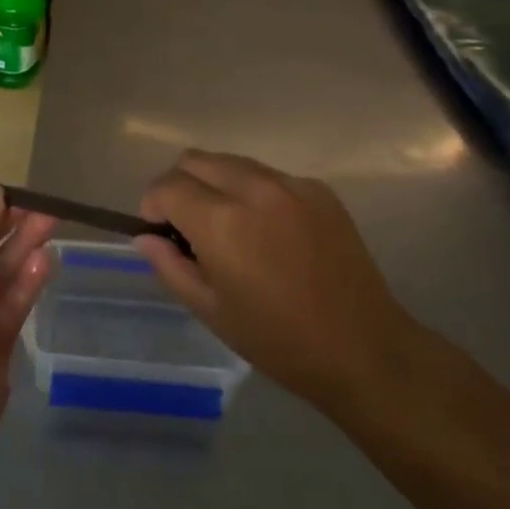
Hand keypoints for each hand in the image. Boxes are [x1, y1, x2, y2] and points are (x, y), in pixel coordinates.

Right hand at [135, 151, 415, 415]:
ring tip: (229, 225)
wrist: (364, 349)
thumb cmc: (278, 340)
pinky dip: (254, 191)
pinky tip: (269, 231)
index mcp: (221, 222)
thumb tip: (145, 237)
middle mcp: (253, 189)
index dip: (153, 204)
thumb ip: (170, 266)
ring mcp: (290, 184)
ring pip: (232, 162)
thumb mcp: (211, 311)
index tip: (157, 228)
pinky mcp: (318, 189)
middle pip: (195, 160)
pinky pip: (268, 175)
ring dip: (216, 183)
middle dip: (180, 184)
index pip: (167, 186)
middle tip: (187, 224)